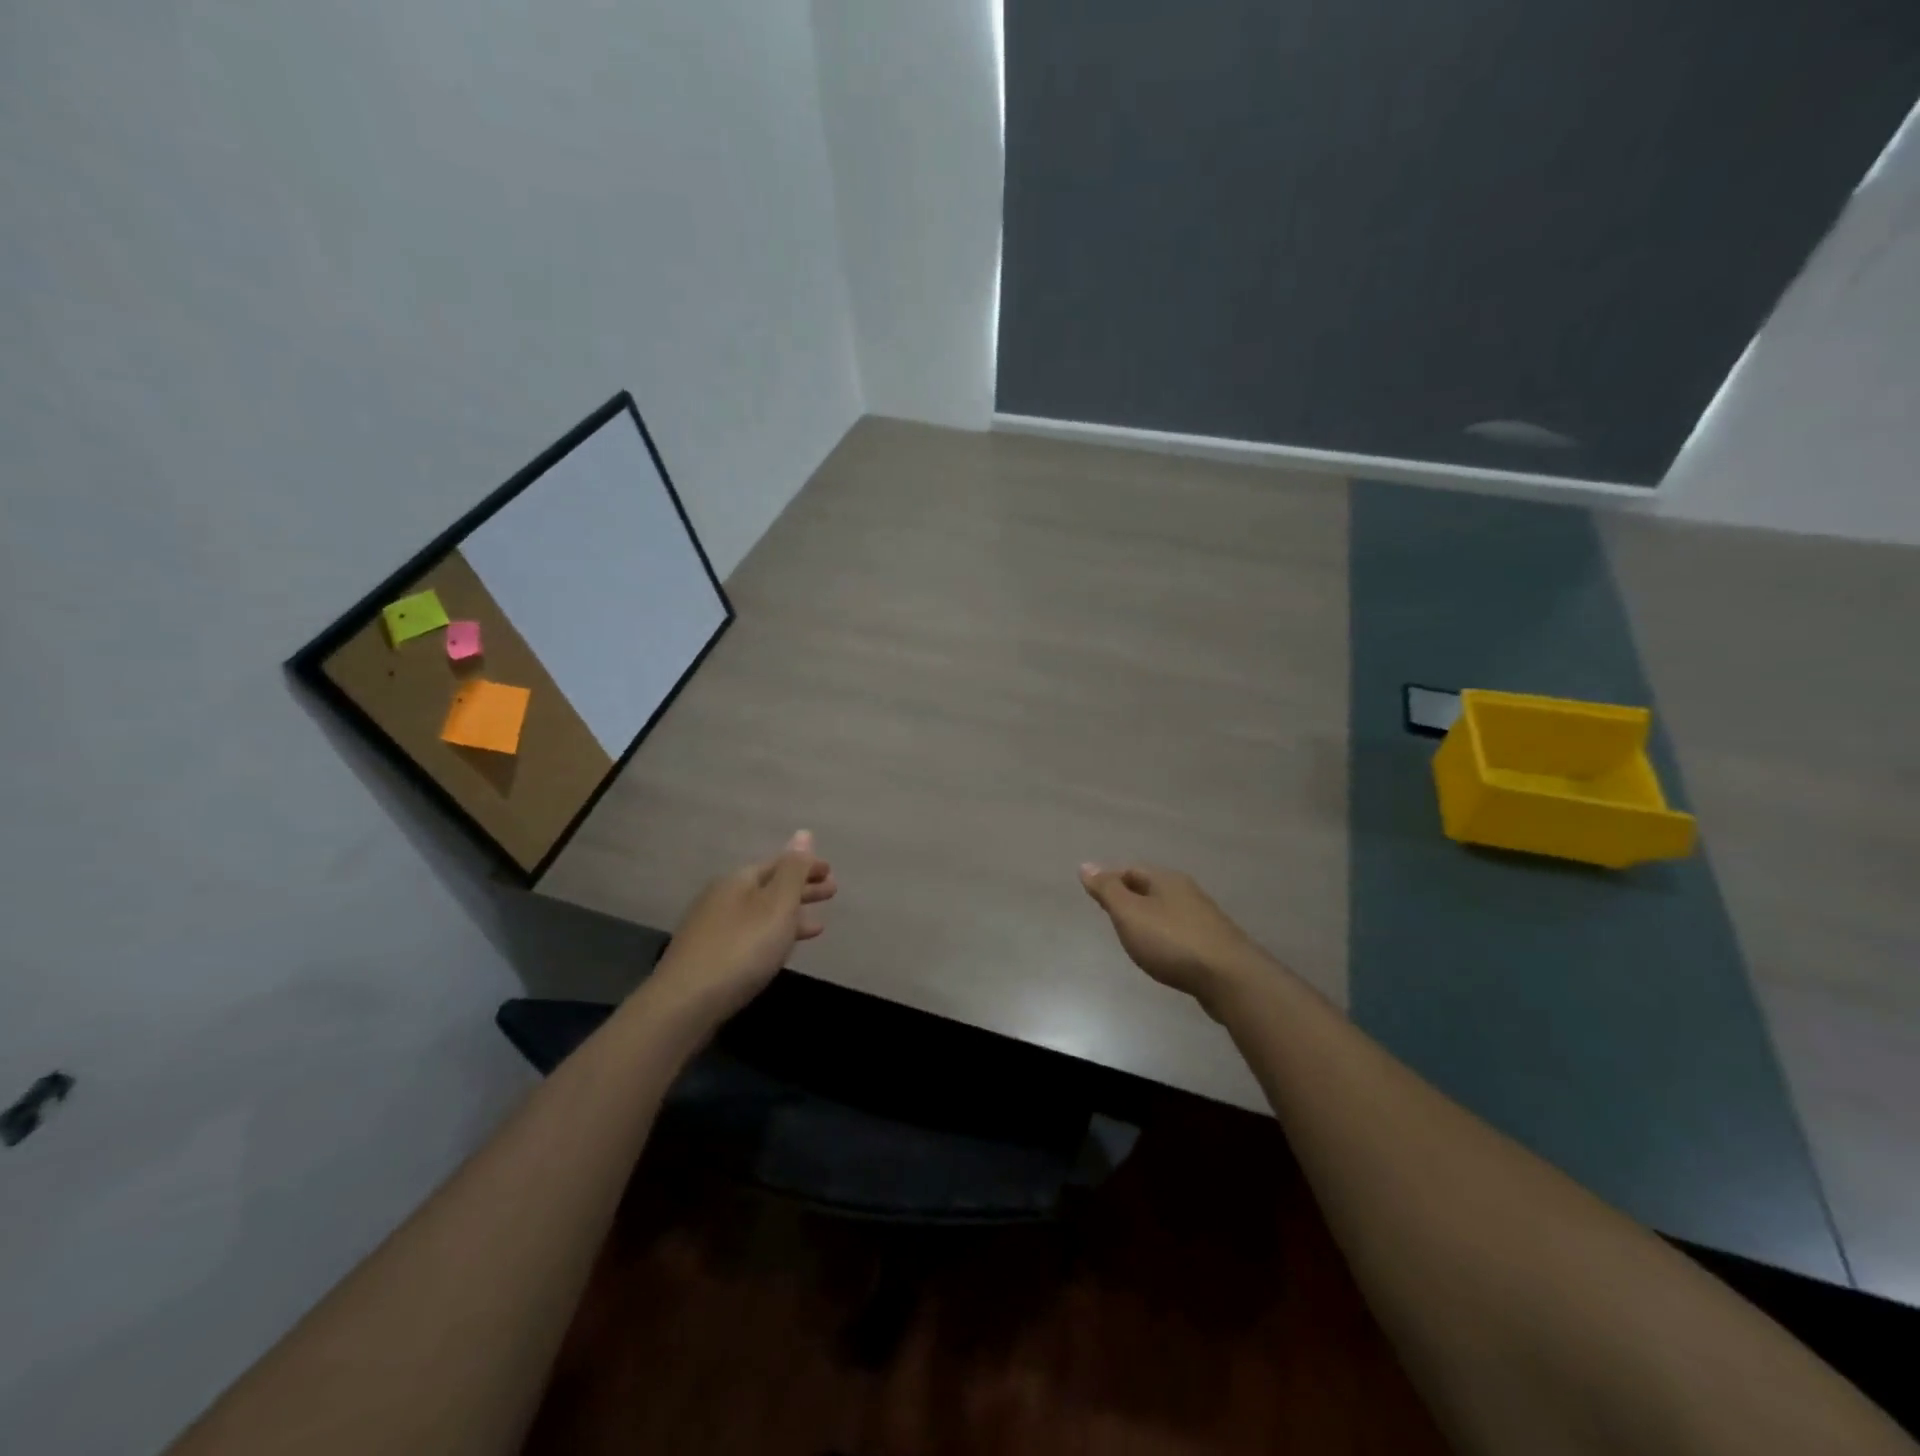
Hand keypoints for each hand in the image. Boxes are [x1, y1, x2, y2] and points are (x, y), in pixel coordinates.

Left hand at [650, 831, 836, 1020]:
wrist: (685, 1004)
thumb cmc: (741, 949)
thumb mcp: (777, 905)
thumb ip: (794, 871)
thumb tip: (803, 833)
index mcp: (738, 880)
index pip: (779, 863)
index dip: (806, 866)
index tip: (831, 872)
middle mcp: (722, 897)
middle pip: (769, 886)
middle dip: (801, 889)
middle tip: (831, 892)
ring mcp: (711, 928)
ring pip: (760, 913)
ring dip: (789, 915)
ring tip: (816, 926)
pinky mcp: (707, 957)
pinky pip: (749, 934)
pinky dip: (771, 935)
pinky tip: (779, 950)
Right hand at [1079, 862, 1271, 1014]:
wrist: (1230, 978)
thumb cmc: (1172, 941)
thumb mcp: (1130, 913)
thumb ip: (1107, 890)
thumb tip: (1086, 865)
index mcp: (1166, 880)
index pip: (1130, 870)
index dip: (1110, 880)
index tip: (1094, 897)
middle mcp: (1187, 892)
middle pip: (1150, 888)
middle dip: (1129, 898)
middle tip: (1110, 916)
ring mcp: (1203, 918)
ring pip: (1166, 910)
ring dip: (1148, 919)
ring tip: (1132, 936)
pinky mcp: (1213, 944)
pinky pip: (1180, 932)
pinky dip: (1164, 937)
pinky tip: (1161, 954)